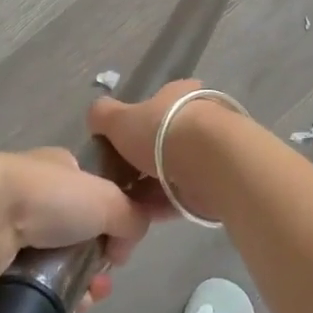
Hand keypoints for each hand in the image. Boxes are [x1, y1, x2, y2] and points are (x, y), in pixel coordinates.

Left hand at [0, 148, 152, 305]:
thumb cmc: (47, 197)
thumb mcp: (109, 199)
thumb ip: (133, 216)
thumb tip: (127, 244)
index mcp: (56, 167)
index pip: (92, 192)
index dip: (112, 219)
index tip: (120, 246)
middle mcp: (30, 192)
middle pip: (74, 231)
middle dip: (96, 259)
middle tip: (104, 281)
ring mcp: (5, 225)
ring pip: (52, 260)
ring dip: (76, 281)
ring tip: (87, 300)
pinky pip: (27, 282)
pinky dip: (49, 295)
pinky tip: (64, 308)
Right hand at [88, 79, 228, 222]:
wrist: (210, 162)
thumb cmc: (162, 131)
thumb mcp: (119, 119)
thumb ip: (103, 116)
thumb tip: (96, 117)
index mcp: (178, 95)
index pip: (153, 107)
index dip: (131, 127)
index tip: (114, 148)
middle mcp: (198, 118)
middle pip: (161, 142)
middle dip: (138, 163)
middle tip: (116, 181)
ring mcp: (210, 151)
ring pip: (171, 171)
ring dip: (148, 188)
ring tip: (122, 204)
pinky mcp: (217, 181)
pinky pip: (182, 194)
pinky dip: (161, 205)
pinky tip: (140, 217)